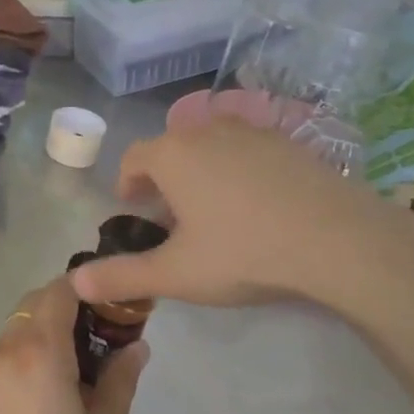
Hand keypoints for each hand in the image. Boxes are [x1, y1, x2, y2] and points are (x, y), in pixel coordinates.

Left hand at [0, 276, 147, 413]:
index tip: (116, 305)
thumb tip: (136, 347)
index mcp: (39, 352)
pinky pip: (5, 352)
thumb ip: (120, 382)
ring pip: (18, 326)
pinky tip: (54, 386)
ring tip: (84, 363)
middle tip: (105, 336)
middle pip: (36, 303)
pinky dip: (29, 350)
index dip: (89, 289)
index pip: (60, 291)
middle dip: (70, 307)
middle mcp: (5, 350)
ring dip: (48, 329)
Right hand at [71, 117, 413, 321]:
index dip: (127, 183)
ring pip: (211, 146)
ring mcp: (251, 131)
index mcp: (173, 154)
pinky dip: (239, 169)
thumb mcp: (177, 273)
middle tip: (173, 218)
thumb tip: (75, 283)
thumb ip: (122, 276)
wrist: (339, 240)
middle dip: (164, 179)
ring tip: (214, 212)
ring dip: (201, 171)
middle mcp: (206, 130)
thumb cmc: (244, 252)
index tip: (134, 208)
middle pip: (172, 149)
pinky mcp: (288, 141)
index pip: (134, 157)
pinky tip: (258, 205)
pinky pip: (247, 149)